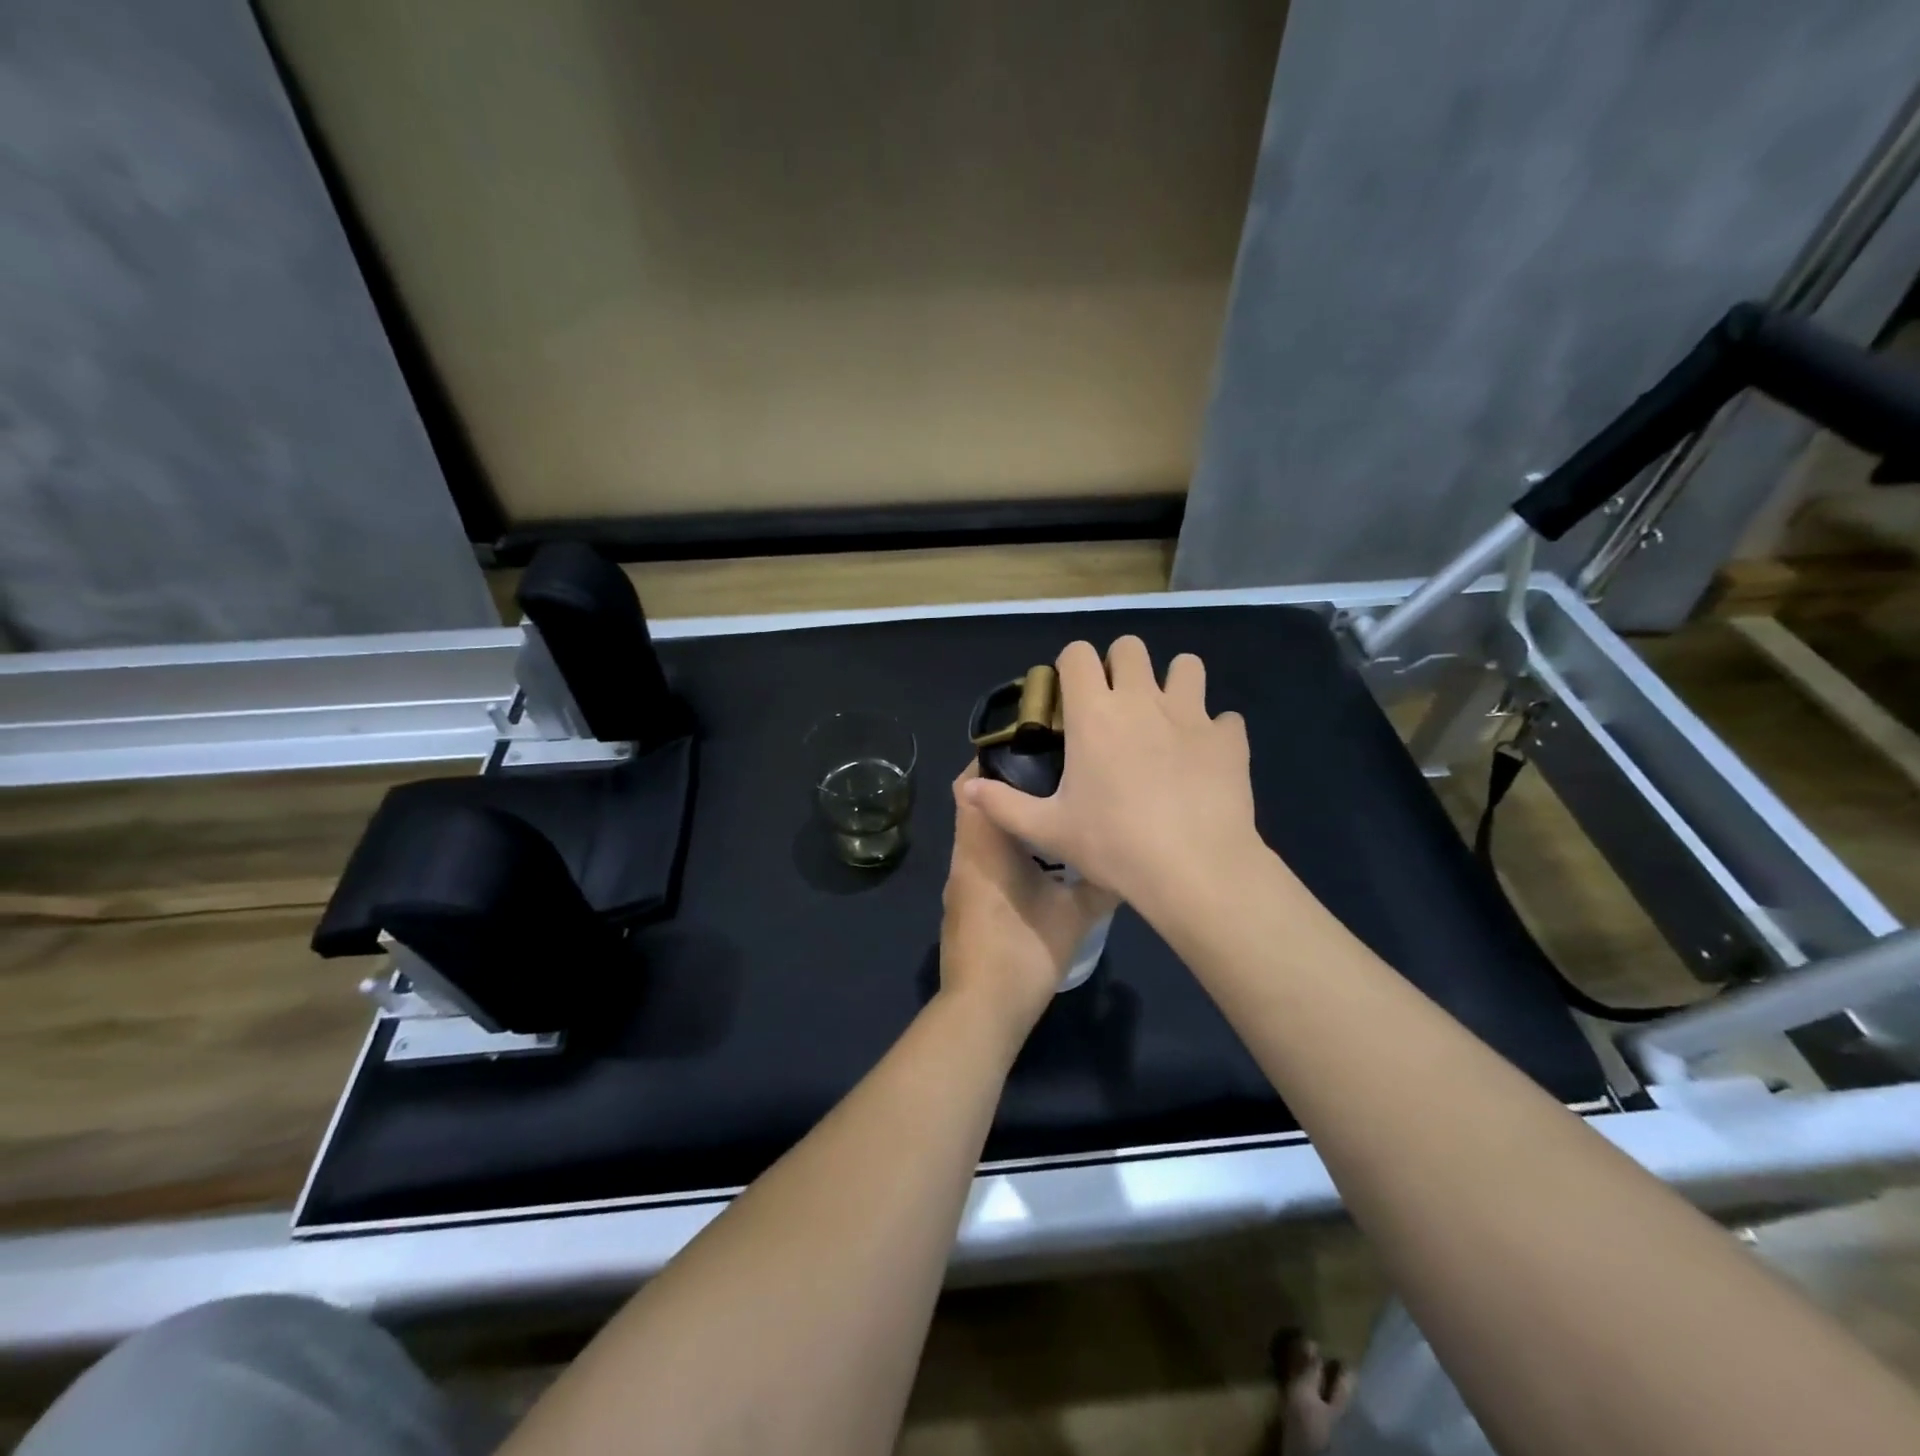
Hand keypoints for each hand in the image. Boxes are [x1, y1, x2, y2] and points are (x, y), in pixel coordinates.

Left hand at [939, 765, 1117, 1043]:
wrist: (981, 1010)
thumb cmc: (1025, 952)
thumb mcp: (1075, 916)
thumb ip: (1100, 884)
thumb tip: (1128, 862)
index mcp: (983, 846)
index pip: (970, 785)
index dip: (991, 761)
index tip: (1026, 748)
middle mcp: (964, 855)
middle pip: (974, 805)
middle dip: (1005, 787)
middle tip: (1049, 775)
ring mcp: (959, 882)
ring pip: (976, 834)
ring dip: (1004, 820)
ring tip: (1048, 811)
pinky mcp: (962, 904)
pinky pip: (978, 859)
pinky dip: (999, 848)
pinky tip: (1034, 859)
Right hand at [961, 637, 1263, 920]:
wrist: (1195, 869)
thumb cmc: (1113, 845)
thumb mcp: (1049, 829)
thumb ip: (1003, 804)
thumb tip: (966, 788)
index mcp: (1094, 714)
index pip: (1078, 653)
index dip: (1071, 665)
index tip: (1070, 694)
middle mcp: (1141, 699)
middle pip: (1131, 646)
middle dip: (1120, 665)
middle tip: (1116, 704)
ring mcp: (1191, 715)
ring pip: (1187, 665)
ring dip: (1174, 682)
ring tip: (1166, 718)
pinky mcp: (1229, 738)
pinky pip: (1225, 719)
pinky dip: (1214, 732)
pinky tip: (1205, 759)